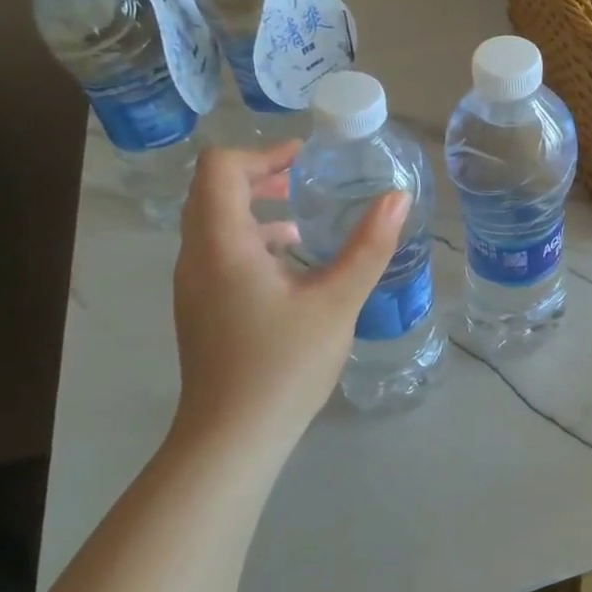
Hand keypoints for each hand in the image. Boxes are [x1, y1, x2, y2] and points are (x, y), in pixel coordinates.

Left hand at [170, 145, 408, 460]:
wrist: (232, 439)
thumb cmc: (284, 365)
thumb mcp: (337, 301)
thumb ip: (369, 246)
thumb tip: (398, 197)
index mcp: (222, 244)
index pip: (219, 168)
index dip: (262, 152)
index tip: (305, 159)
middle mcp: (196, 257)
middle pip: (213, 191)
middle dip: (259, 175)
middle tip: (304, 179)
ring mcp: (193, 285)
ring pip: (213, 223)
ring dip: (254, 208)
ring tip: (301, 218)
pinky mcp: (201, 308)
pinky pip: (218, 252)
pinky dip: (250, 239)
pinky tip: (291, 265)